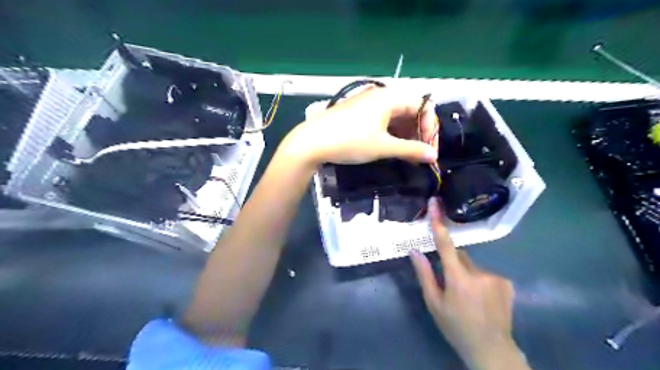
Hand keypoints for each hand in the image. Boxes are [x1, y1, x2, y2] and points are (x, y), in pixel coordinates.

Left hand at [279, 85, 436, 165]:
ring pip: (396, 116)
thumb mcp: (383, 147)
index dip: (430, 127)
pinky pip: (383, 120)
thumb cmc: (350, 141)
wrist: (312, 142)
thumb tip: (433, 156)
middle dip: (418, 132)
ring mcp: (369, 104)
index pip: (423, 106)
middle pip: (410, 110)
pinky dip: (392, 133)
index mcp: (390, 97)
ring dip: (405, 134)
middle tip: (418, 154)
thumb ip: (411, 150)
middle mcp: (381, 96)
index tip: (429, 150)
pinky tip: (392, 148)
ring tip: (406, 155)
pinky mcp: (360, 113)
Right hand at [411, 200, 528, 369]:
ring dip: (467, 274)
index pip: (445, 243)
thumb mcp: (434, 303)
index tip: (435, 203)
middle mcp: (478, 272)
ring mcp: (495, 276)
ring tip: (468, 297)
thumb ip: (424, 274)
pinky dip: (480, 280)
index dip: (438, 222)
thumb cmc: (456, 327)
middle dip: (452, 264)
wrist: (491, 349)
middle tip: (450, 285)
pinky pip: (486, 273)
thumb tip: (415, 251)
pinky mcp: (506, 282)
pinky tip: (481, 299)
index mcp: (457, 278)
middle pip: (460, 256)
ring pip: (472, 265)